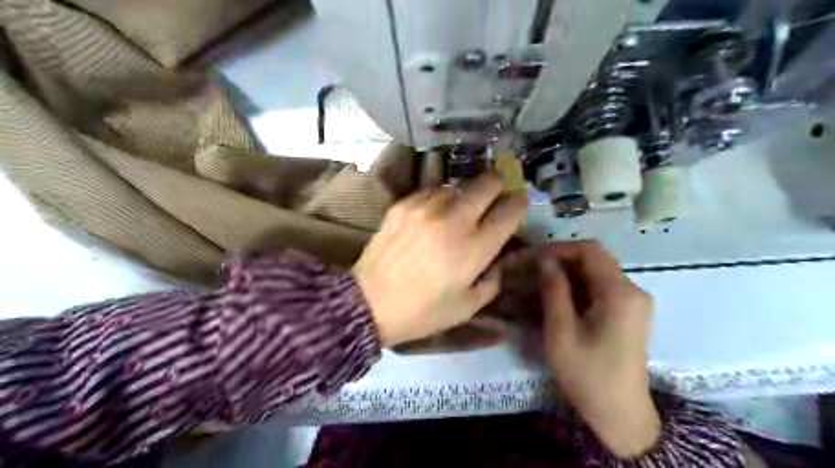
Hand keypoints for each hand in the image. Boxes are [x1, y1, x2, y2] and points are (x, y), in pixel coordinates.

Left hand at [354, 172, 522, 346]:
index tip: (518, 201)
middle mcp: (454, 220)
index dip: (519, 202)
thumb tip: (499, 256)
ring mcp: (426, 208)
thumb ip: (493, 279)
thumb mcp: (468, 306)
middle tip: (496, 192)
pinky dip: (439, 199)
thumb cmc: (422, 311)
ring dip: (464, 194)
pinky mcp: (403, 205)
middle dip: (498, 183)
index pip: (509, 211)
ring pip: (458, 185)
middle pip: (487, 183)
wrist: (369, 303)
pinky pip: (431, 191)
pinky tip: (433, 213)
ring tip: (459, 209)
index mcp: (474, 248)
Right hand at [539, 244, 661, 459]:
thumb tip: (544, 260)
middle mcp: (633, 290)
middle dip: (561, 260)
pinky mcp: (630, 312)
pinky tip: (559, 298)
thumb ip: (553, 291)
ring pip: (597, 272)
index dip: (560, 248)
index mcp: (620, 293)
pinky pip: (602, 287)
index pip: (590, 250)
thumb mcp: (561, 332)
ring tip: (540, 283)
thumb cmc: (588, 374)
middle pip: (595, 259)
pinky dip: (578, 286)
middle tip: (532, 270)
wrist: (620, 414)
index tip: (534, 257)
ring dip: (568, 273)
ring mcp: (634, 301)